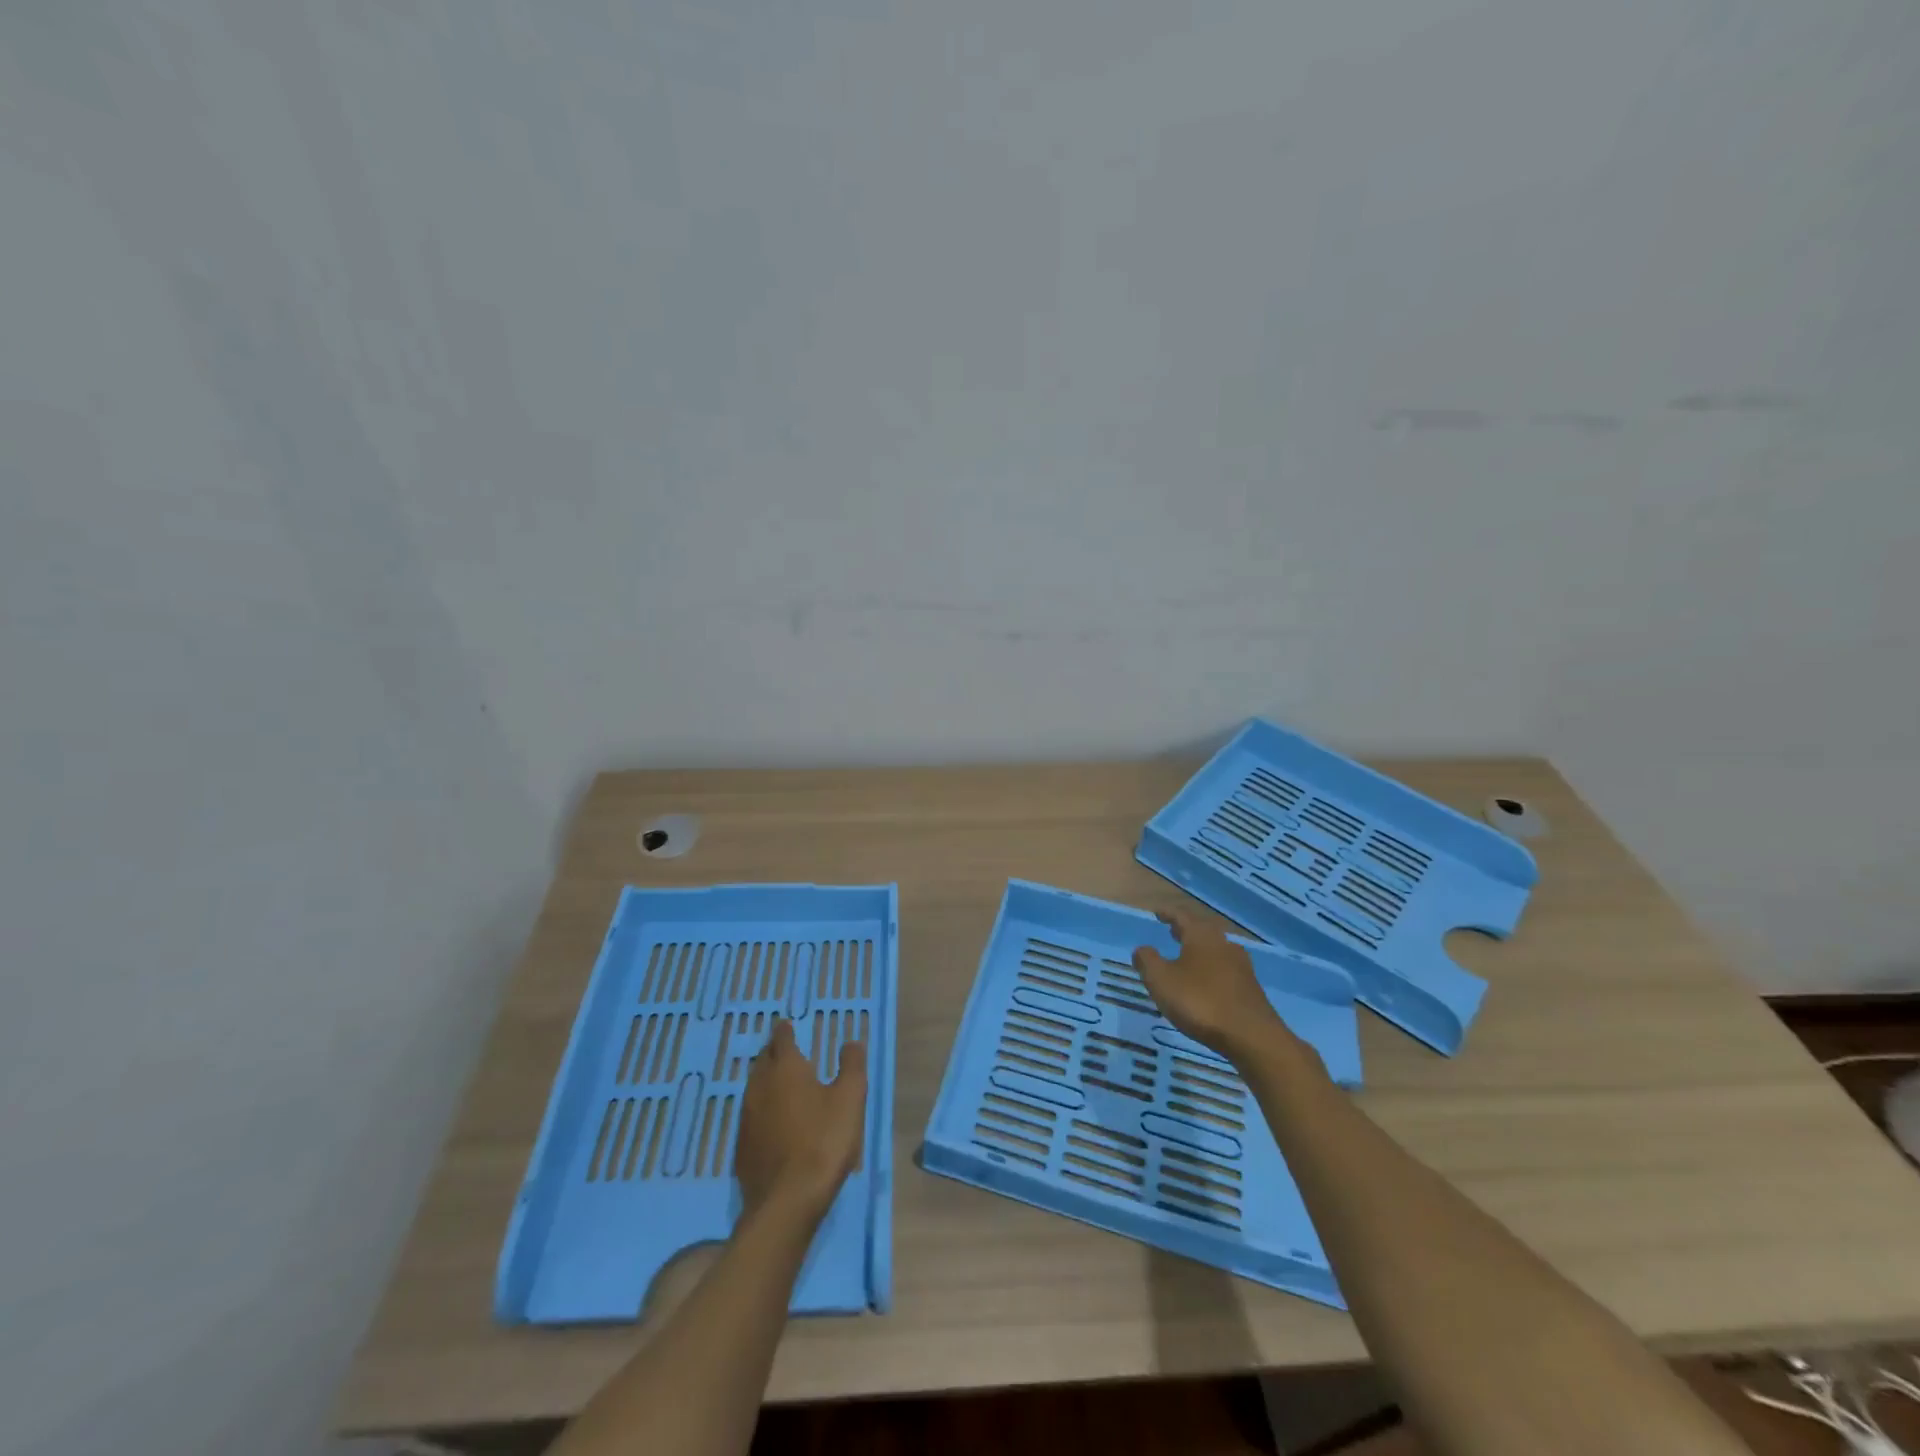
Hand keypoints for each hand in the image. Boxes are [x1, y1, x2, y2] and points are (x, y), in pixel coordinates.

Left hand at [735, 1018, 866, 1221]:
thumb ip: (852, 1066)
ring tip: (780, 1082)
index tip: (788, 1026)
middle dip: (774, 1052)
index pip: (781, 1039)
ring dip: (766, 1080)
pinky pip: (751, 1115)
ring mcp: (746, 1117)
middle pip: (764, 1060)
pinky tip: (772, 1121)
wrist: (787, 1201)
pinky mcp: (741, 1146)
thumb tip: (851, 1042)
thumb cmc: (823, 1141)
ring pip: (754, 1087)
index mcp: (786, 1068)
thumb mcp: (850, 1099)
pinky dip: (762, 1109)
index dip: (785, 1031)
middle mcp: (760, 1086)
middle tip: (785, 1051)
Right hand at [1132, 914, 1290, 1058]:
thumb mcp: (1161, 980)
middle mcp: (1223, 944)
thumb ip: (1148, 961)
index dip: (1168, 914)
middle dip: (1186, 930)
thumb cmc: (1200, 1002)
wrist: (1252, 1036)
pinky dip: (1212, 969)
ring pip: (1216, 949)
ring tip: (1188, 957)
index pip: (1182, 916)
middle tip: (1172, 931)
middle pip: (1203, 930)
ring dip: (1201, 949)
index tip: (1157, 913)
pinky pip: (1226, 969)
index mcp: (1201, 936)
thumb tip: (1142, 949)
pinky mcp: (1250, 988)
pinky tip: (1207, 982)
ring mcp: (1241, 966)